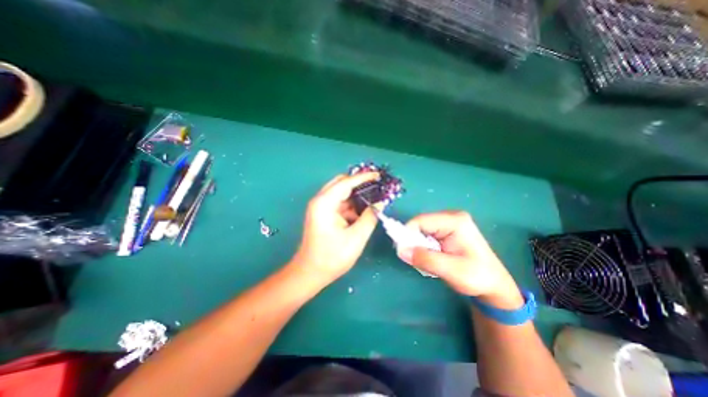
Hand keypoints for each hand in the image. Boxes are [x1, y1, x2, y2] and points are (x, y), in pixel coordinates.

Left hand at [293, 172, 381, 283]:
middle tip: (377, 187)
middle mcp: (321, 201)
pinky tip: (364, 212)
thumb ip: (370, 217)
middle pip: (341, 183)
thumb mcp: (356, 238)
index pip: (346, 182)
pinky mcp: (324, 215)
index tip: (378, 175)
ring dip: (357, 196)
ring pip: (342, 194)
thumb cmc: (331, 257)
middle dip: (359, 184)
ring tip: (374, 199)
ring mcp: (321, 208)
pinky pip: (341, 204)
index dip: (363, 177)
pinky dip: (352, 206)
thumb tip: (380, 204)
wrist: (310, 273)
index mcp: (325, 203)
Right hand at [404, 211, 524, 310]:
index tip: (404, 252)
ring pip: (421, 230)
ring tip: (427, 260)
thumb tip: (400, 250)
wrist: (494, 284)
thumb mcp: (451, 270)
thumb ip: (425, 259)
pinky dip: (423, 246)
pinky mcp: (446, 229)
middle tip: (416, 259)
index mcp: (455, 221)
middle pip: (420, 224)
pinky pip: (426, 234)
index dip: (407, 234)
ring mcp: (448, 222)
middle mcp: (450, 217)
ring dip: (418, 245)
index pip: (420, 221)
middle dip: (413, 241)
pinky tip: (432, 257)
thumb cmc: (477, 277)